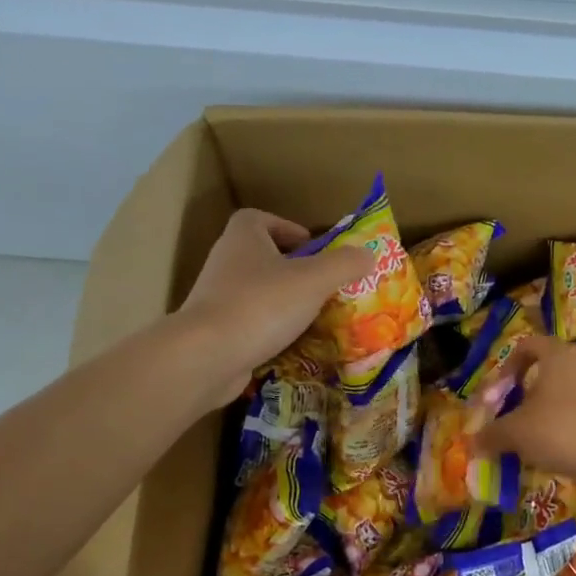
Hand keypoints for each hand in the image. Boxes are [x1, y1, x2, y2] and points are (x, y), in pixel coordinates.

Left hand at [177, 209, 374, 405]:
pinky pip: (249, 323)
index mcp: (243, 238)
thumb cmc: (261, 304)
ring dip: (282, 301)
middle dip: (291, 269)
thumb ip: (345, 264)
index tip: (312, 248)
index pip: (260, 219)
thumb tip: (368, 255)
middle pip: (260, 256)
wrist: (207, 356)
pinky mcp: (214, 332)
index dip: (286, 228)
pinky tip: (292, 345)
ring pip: (255, 292)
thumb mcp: (314, 279)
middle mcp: (225, 262)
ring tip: (313, 317)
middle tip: (321, 284)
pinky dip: (269, 330)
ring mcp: (216, 299)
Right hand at [473, 334, 575, 491]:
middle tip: (514, 416)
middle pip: (548, 367)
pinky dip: (571, 422)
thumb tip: (474, 442)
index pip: (527, 345)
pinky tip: (563, 448)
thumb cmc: (561, 430)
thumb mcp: (516, 433)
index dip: (507, 366)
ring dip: (550, 408)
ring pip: (568, 389)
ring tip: (537, 437)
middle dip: (528, 391)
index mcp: (557, 353)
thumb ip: (492, 434)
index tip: (498, 393)